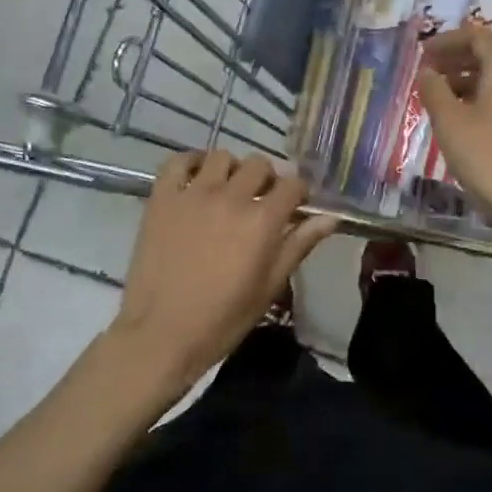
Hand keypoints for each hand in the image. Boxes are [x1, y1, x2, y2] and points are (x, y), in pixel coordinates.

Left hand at [110, 150, 337, 389]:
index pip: (293, 184)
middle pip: (259, 164)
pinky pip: (177, 161)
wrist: (161, 334)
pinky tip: (196, 179)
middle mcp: (230, 197)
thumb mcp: (270, 286)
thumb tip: (330, 218)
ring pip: (221, 157)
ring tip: (227, 191)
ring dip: (232, 170)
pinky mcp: (162, 198)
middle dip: (267, 179)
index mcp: (262, 221)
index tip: (295, 206)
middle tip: (261, 200)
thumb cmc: (222, 319)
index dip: (299, 193)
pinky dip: (190, 163)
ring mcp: (193, 194)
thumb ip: (299, 245)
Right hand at [416, 25, 491, 230]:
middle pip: (489, 55)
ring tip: (437, 95)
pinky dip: (478, 96)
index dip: (448, 39)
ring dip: (465, 78)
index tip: (423, 53)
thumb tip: (427, 72)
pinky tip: (459, 118)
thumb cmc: (486, 158)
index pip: (479, 36)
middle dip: (455, 57)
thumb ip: (434, 90)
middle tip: (427, 71)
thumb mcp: (450, 122)